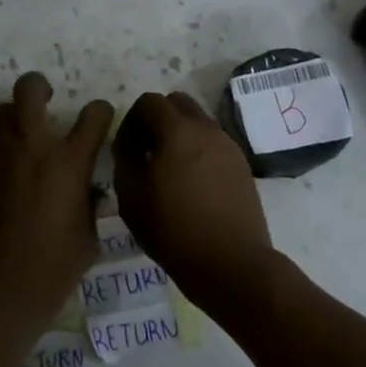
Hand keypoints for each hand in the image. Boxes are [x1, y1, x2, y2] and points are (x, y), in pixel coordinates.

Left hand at [0, 73, 112, 336]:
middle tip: (44, 100)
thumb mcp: (89, 237)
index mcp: (70, 162)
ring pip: (0, 112)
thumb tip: (91, 191)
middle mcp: (33, 147)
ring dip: (11, 120)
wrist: (1, 288)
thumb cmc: (55, 267)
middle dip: (38, 86)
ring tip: (17, 138)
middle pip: (29, 89)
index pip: (94, 115)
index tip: (100, 118)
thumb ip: (91, 205)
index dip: (100, 112)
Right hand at [112, 91, 277, 318]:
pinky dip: (198, 149)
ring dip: (179, 133)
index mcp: (177, 131)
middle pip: (177, 103)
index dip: (131, 120)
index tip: (125, 149)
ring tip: (169, 169)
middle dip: (157, 119)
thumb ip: (124, 160)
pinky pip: (213, 142)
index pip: (149, 102)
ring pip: (198, 121)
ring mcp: (228, 145)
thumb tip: (129, 145)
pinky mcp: (241, 165)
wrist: (232, 264)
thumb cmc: (174, 232)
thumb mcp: (131, 198)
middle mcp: (206, 128)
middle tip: (146, 151)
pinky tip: (192, 182)